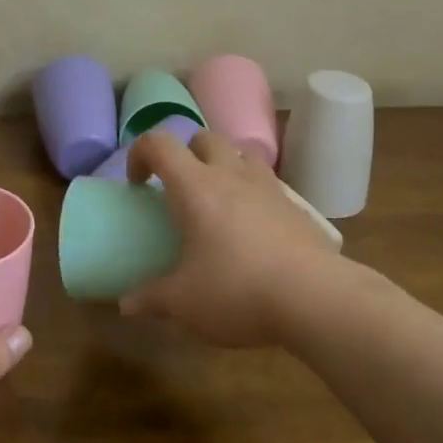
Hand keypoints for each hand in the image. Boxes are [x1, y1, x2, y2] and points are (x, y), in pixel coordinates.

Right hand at [123, 129, 341, 347]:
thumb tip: (126, 304)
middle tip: (180, 191)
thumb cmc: (237, 291)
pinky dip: (253, 192)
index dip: (140, 153)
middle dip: (185, 154)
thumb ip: (150, 299)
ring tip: (219, 200)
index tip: (138, 184)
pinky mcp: (295, 205)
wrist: (315, 297)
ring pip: (241, 152)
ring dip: (223, 165)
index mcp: (195, 186)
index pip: (159, 143)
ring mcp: (267, 186)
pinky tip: (253, 228)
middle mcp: (230, 174)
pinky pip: (267, 182)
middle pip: (203, 137)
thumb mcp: (184, 303)